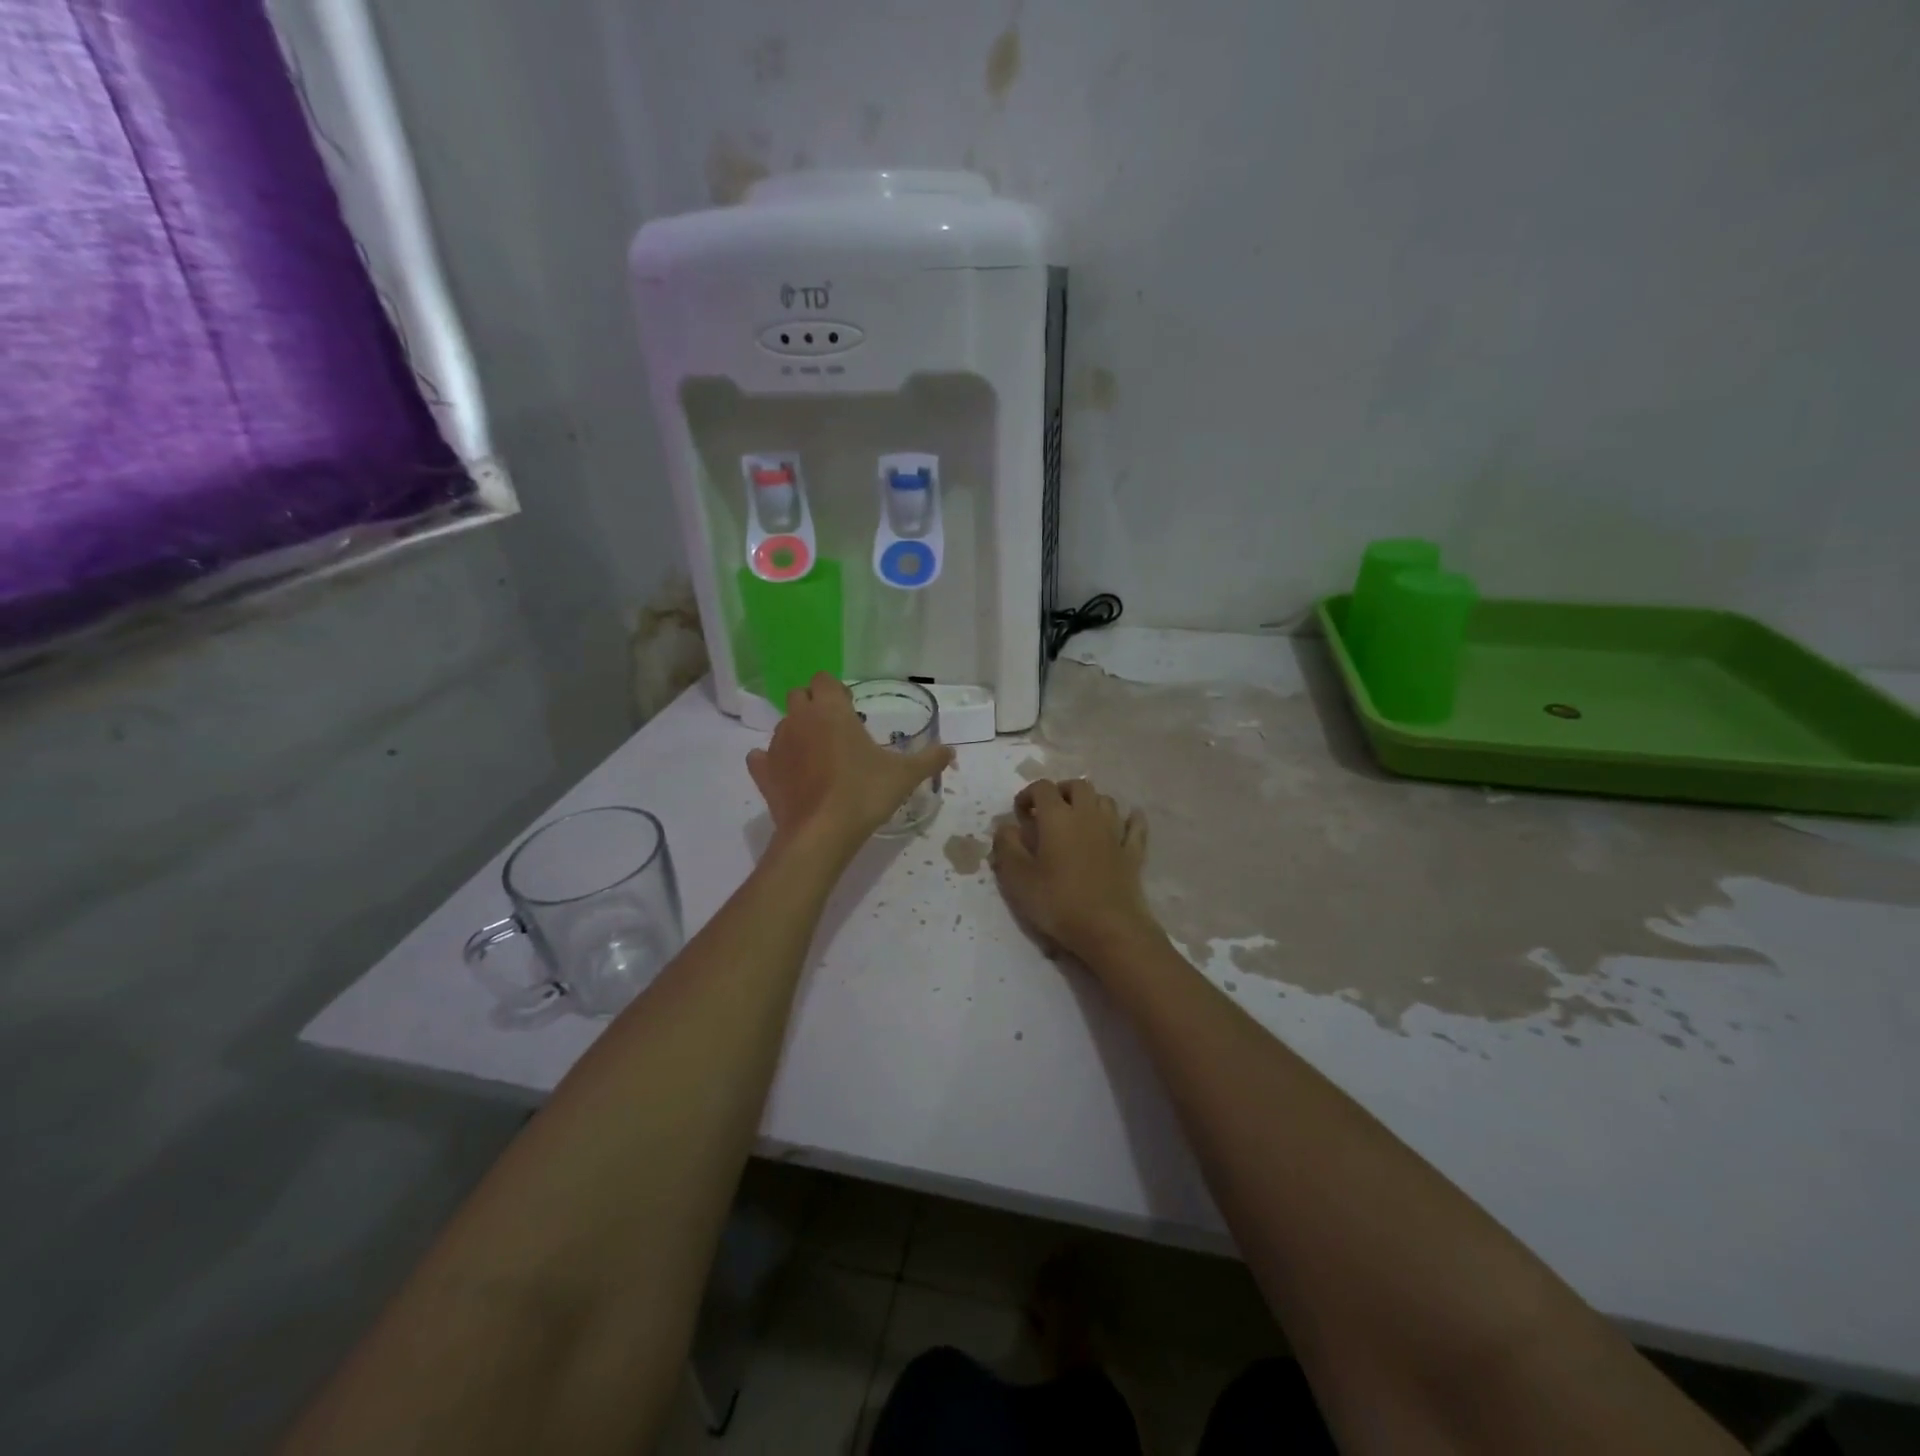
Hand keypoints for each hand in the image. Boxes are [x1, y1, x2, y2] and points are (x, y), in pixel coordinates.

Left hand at [746, 674, 954, 853]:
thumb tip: (951, 751)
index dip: (836, 691)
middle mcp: (799, 719)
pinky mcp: (762, 773)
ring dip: (798, 734)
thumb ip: (928, 759)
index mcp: (831, 710)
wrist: (821, 834)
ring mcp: (776, 746)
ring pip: (783, 726)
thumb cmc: (864, 793)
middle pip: (799, 696)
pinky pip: (762, 757)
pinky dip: (774, 762)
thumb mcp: (904, 776)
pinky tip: (791, 775)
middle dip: (814, 706)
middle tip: (836, 731)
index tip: (851, 710)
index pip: (824, 679)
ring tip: (819, 759)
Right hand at [990, 778, 1159, 960]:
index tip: (1020, 814)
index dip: (1028, 795)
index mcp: (1057, 817)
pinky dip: (1129, 819)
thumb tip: (1005, 827)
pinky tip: (1127, 822)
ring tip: (1079, 819)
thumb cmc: (1058, 901)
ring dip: (1091, 803)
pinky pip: (1135, 825)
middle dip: (1061, 792)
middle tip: (1048, 812)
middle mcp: (1088, 815)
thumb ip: (1007, 846)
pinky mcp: (1133, 852)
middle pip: (1078, 786)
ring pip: (1105, 800)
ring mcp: (1114, 832)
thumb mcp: (1017, 878)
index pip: (1042, 788)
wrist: (1109, 928)